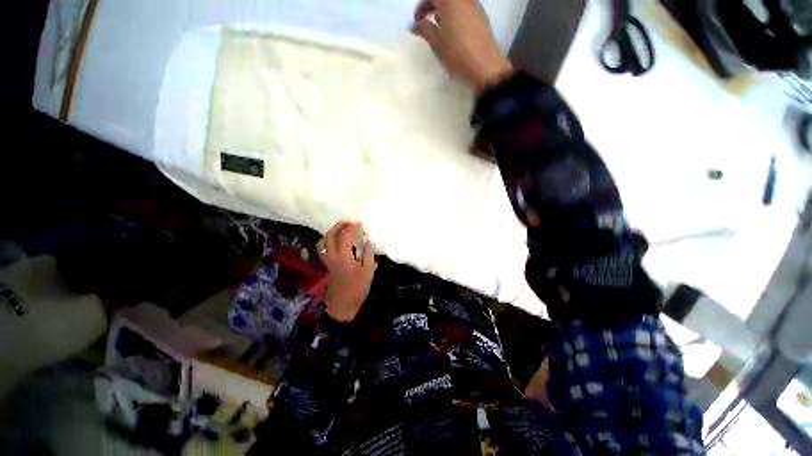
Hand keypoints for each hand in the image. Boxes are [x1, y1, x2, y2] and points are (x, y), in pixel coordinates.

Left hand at [318, 222, 375, 321]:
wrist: (343, 303)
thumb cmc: (358, 287)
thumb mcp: (368, 270)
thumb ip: (367, 253)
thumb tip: (366, 240)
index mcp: (343, 256)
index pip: (344, 235)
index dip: (352, 227)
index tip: (360, 225)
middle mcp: (332, 255)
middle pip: (331, 234)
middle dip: (340, 225)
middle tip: (350, 223)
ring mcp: (328, 260)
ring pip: (324, 240)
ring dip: (332, 231)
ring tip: (342, 229)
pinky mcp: (327, 264)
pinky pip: (323, 247)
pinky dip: (328, 240)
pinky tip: (336, 241)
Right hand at [413, 0, 513, 92]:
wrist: (483, 65)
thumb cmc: (456, 52)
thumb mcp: (436, 42)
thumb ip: (424, 29)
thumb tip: (417, 24)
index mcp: (450, 0)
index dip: (421, 7)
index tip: (417, 21)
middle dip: (433, 8)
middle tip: (427, 23)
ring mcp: (475, 7)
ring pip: (456, 4)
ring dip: (445, 13)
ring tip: (440, 30)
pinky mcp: (482, 18)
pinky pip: (465, 11)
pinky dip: (456, 17)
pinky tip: (454, 34)